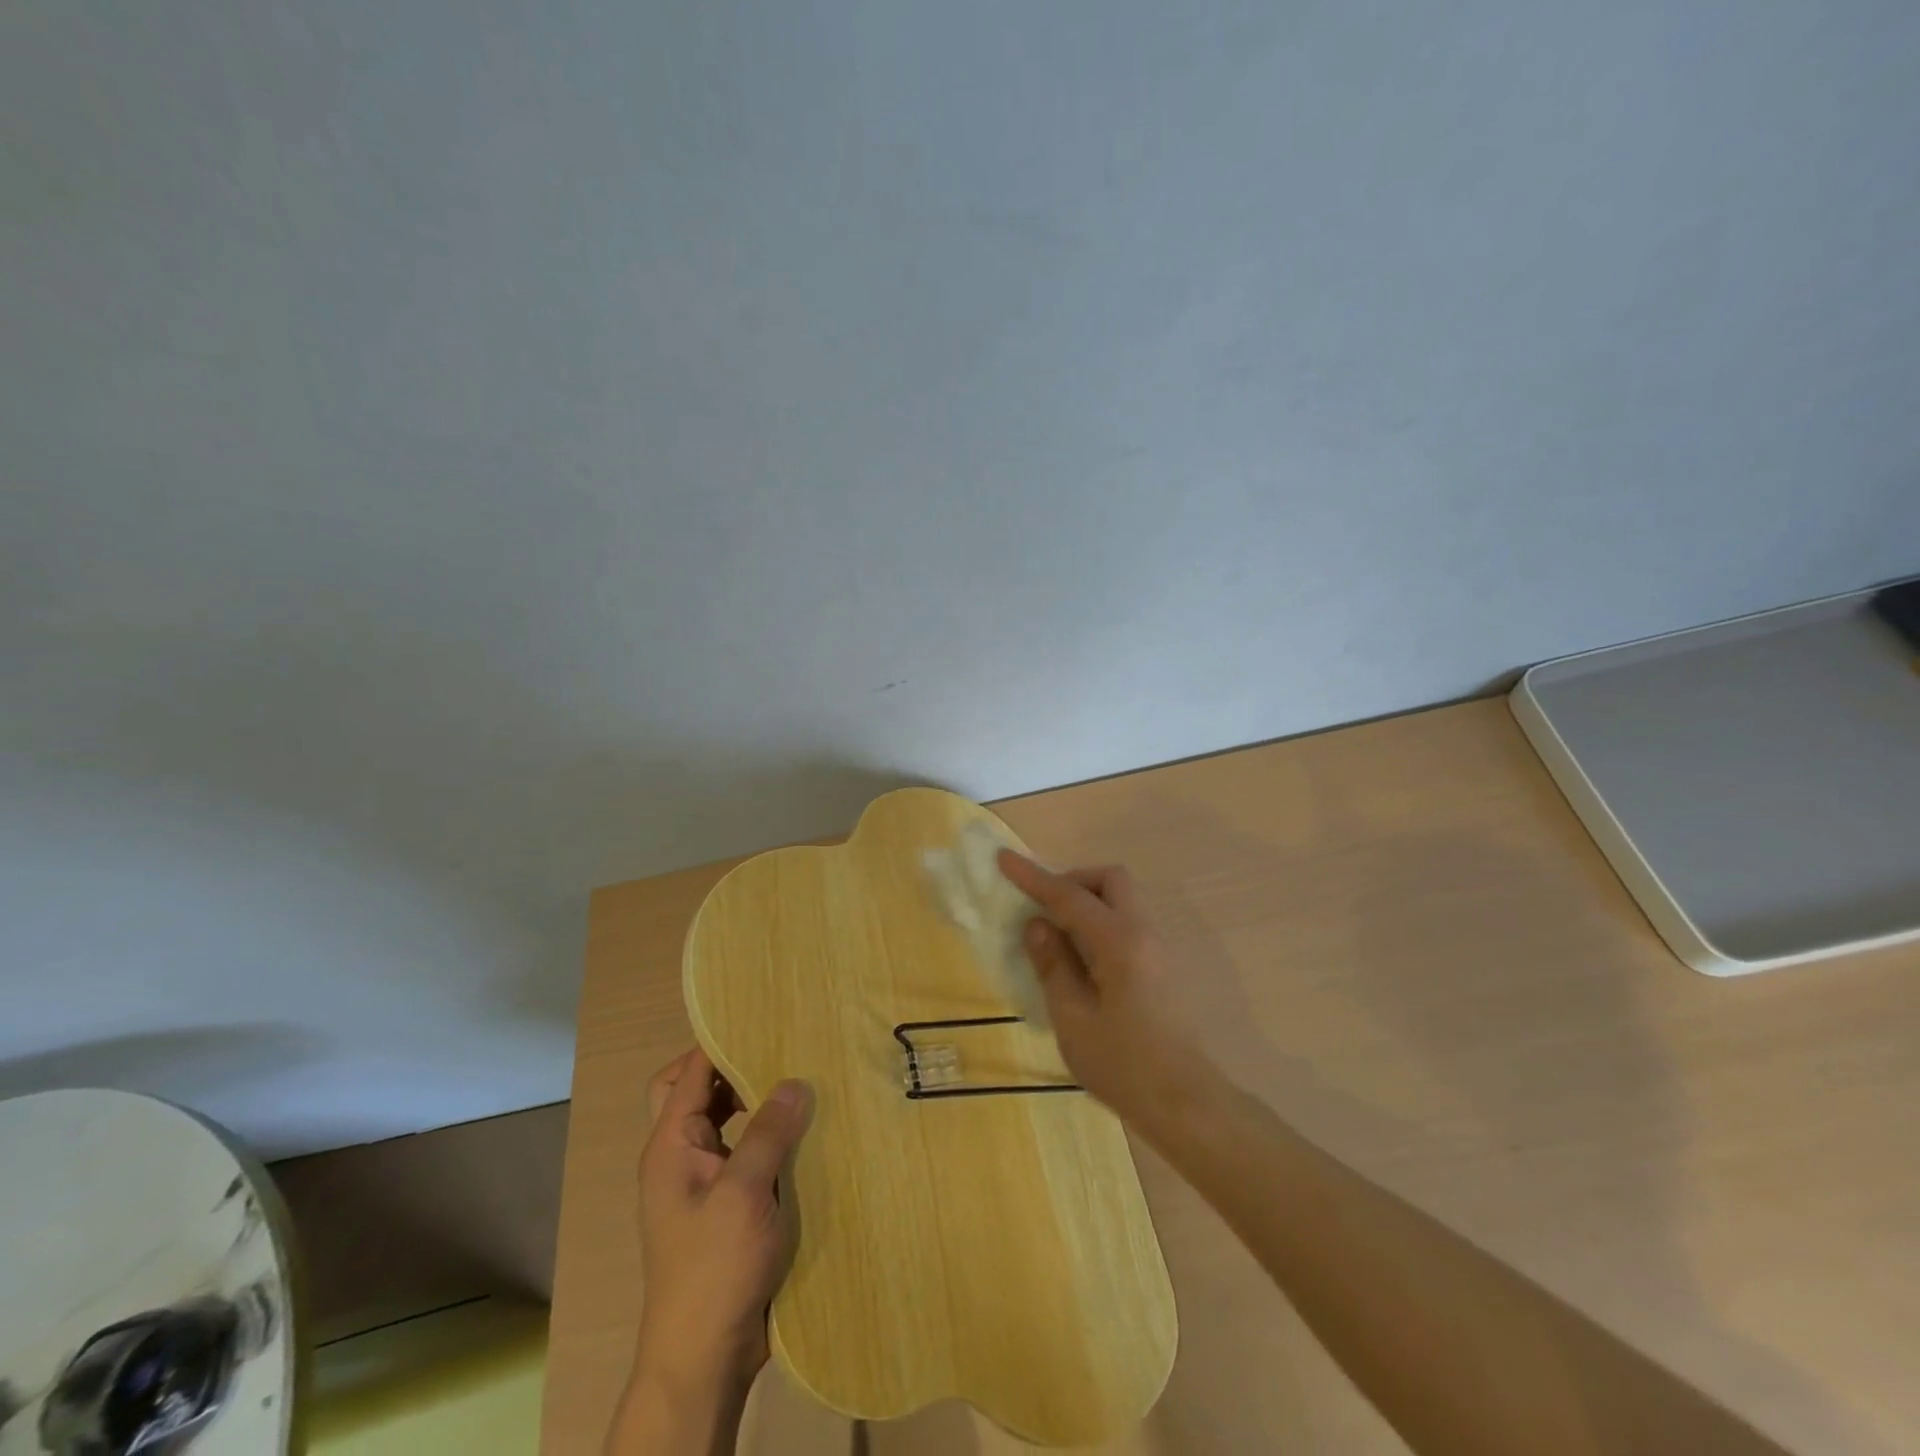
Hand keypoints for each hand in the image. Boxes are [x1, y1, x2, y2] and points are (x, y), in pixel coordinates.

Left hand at [631, 1049, 812, 1401]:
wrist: (704, 1358)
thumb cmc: (714, 1269)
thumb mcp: (743, 1194)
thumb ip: (768, 1132)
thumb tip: (795, 1080)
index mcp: (670, 1146)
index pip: (688, 1073)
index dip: (719, 1042)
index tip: (762, 1017)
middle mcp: (681, 1156)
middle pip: (699, 1092)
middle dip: (735, 1068)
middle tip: (782, 1047)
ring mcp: (703, 1182)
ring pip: (724, 1120)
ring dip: (754, 1100)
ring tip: (798, 1080)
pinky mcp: (727, 1204)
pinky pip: (744, 1150)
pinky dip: (766, 1134)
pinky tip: (802, 1132)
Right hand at [997, 851, 1220, 1139]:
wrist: (1185, 1103)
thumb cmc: (1123, 1064)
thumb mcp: (1073, 1018)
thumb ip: (1053, 965)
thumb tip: (1037, 924)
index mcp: (1119, 942)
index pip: (1069, 896)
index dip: (1033, 877)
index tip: (1003, 859)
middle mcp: (1142, 933)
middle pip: (1109, 880)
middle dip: (1072, 882)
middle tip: (1042, 909)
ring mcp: (1155, 949)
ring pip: (1120, 901)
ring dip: (1086, 903)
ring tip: (1054, 937)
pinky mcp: (1158, 967)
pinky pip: (1124, 924)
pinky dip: (1097, 924)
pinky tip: (1078, 960)